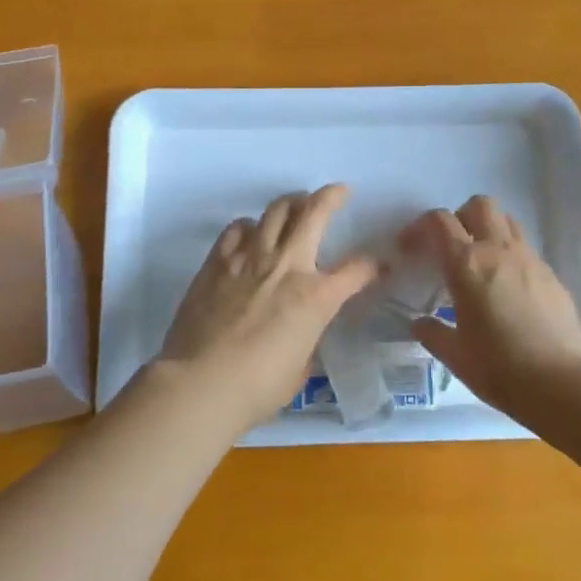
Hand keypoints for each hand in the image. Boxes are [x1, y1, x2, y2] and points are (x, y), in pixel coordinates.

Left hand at [159, 184, 380, 432]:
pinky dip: (250, 226)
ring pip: (275, 211)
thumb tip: (300, 332)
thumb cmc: (257, 388)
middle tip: (338, 192)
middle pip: (314, 213)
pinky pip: (237, 228)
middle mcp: (287, 266)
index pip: (357, 270)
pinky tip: (251, 233)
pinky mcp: (217, 262)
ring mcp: (249, 259)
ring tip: (296, 205)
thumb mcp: (299, 369)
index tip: (379, 265)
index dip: (373, 266)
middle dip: (331, 197)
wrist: (200, 383)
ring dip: (291, 203)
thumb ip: (306, 341)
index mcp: (316, 297)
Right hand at [400, 195, 580, 415]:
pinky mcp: (552, 276)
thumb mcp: (455, 356)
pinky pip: (526, 250)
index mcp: (467, 265)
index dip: (419, 227)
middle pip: (479, 205)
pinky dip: (510, 257)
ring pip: (507, 222)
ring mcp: (531, 260)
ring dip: (488, 231)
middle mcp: (499, 251)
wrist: (562, 384)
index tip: (410, 248)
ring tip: (479, 264)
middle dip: (460, 218)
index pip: (439, 222)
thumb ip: (432, 333)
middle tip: (450, 248)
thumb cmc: (499, 369)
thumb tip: (420, 324)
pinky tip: (507, 291)